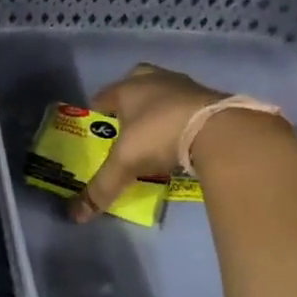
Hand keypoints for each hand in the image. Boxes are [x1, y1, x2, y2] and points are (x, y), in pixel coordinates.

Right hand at [73, 63, 226, 222]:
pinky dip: (186, 115)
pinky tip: (185, 133)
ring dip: (161, 103)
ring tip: (158, 126)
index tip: (96, 120)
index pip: (105, 94)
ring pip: (167, 89)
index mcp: (128, 89)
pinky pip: (192, 103)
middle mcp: (156, 80)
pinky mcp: (215, 98)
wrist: (220, 130)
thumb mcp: (125, 165)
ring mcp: (188, 86)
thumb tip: (76, 217)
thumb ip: (102, 188)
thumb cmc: (159, 136)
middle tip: (128, 116)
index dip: (98, 107)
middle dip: (132, 94)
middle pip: (138, 79)